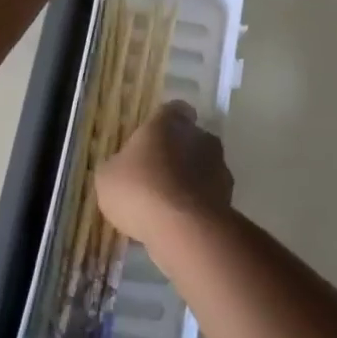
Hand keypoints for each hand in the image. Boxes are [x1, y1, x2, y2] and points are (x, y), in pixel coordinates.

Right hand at [97, 100, 233, 246]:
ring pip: (203, 167)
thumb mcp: (108, 177)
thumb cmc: (140, 189)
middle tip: (157, 176)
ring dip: (190, 181)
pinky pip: (208, 196)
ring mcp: (218, 166)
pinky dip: (198, 205)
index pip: (174, 110)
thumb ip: (117, 166)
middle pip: (191, 138)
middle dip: (178, 153)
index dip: (164, 124)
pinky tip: (181, 223)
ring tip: (169, 206)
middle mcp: (200, 135)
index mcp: (170, 121)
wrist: (183, 228)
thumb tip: (121, 168)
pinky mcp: (228, 196)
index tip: (153, 140)